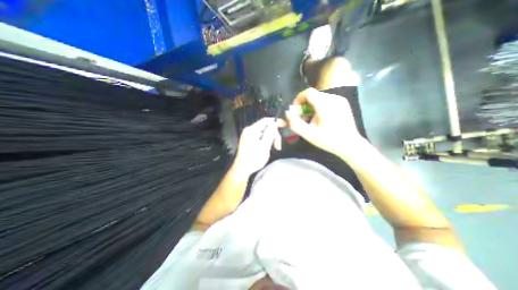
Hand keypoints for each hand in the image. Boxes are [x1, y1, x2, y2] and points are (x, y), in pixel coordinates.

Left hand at [235, 118, 284, 178]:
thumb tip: (275, 123)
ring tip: (275, 148)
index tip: (284, 125)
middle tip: (278, 145)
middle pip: (265, 127)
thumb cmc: (253, 159)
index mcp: (251, 130)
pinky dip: (266, 141)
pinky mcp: (249, 140)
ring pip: (264, 133)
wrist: (242, 169)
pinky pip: (260, 137)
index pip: (265, 120)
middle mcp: (249, 130)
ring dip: (271, 139)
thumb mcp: (264, 146)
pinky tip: (268, 148)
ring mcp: (248, 135)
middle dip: (274, 135)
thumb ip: (270, 133)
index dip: (275, 121)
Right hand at [286, 87, 365, 156]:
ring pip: (320, 98)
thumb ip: (295, 123)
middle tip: (303, 118)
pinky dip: (320, 107)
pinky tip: (321, 118)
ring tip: (312, 120)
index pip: (308, 92)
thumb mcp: (309, 134)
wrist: (350, 145)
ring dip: (311, 106)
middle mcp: (334, 98)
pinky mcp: (343, 103)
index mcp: (325, 104)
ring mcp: (340, 100)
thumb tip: (287, 113)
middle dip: (304, 105)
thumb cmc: (328, 140)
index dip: (299, 98)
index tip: (295, 109)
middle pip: (313, 96)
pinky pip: (327, 100)